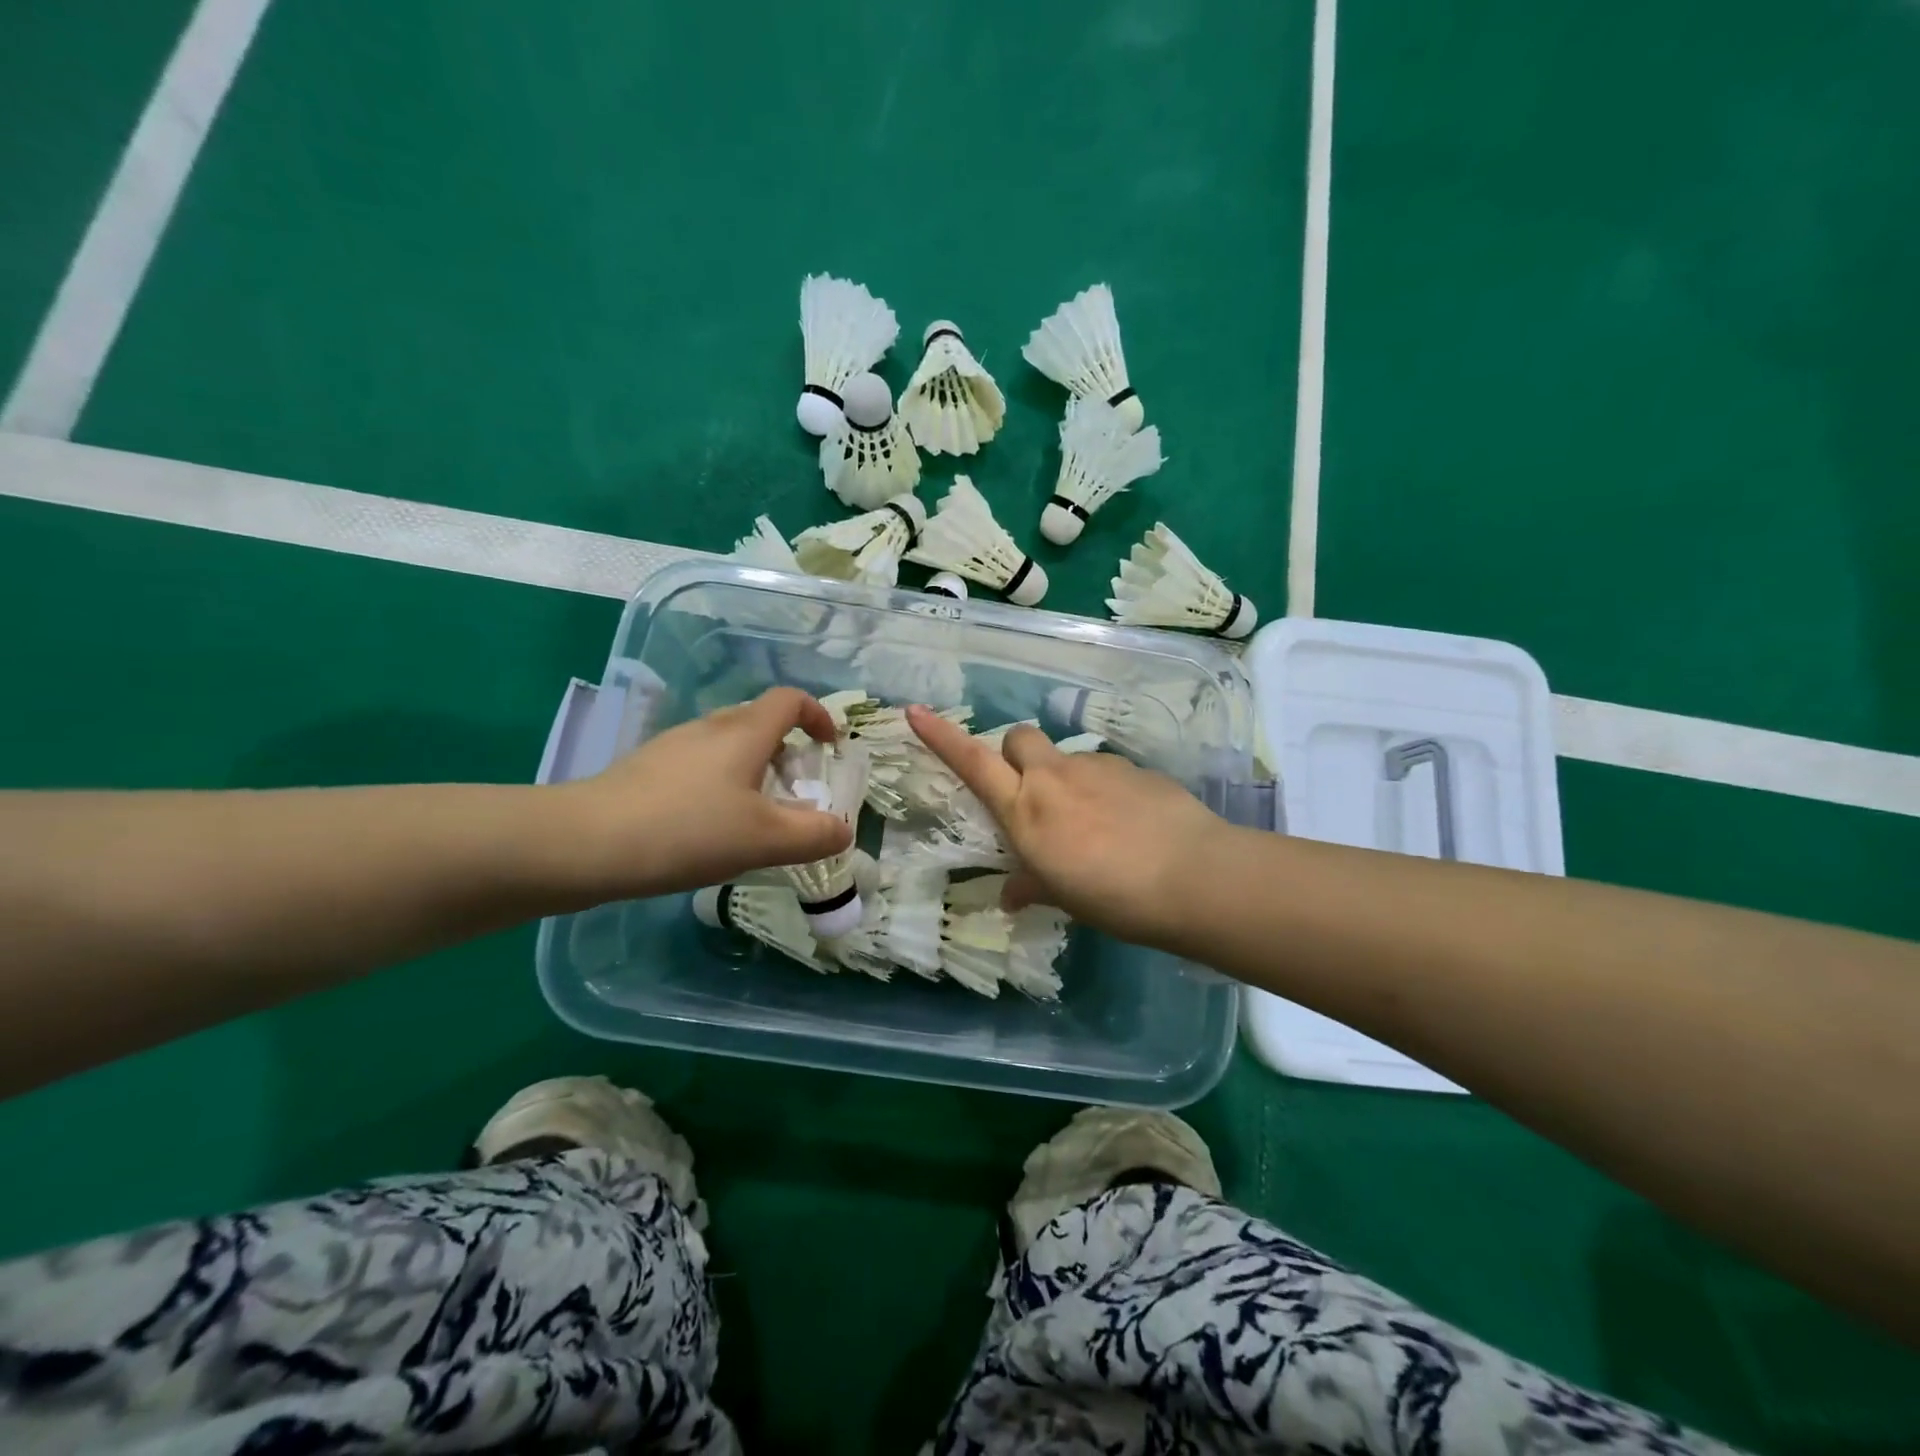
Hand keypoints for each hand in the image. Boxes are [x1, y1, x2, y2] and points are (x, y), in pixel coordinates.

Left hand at [558, 688, 852, 900]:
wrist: (582, 844)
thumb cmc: (686, 831)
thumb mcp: (764, 840)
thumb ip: (813, 835)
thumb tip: (842, 831)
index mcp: (744, 732)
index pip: (791, 700)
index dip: (818, 715)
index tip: (830, 747)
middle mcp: (709, 728)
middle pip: (759, 720)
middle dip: (787, 749)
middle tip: (796, 790)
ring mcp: (672, 747)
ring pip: (726, 745)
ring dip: (752, 769)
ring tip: (754, 816)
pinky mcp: (645, 770)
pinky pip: (698, 766)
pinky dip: (720, 785)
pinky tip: (708, 828)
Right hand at [907, 705, 1225, 945]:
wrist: (1192, 876)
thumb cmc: (1113, 896)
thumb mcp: (1064, 897)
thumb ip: (1032, 886)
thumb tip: (1010, 896)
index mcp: (1025, 809)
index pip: (972, 762)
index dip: (941, 736)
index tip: (915, 711)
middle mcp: (1054, 777)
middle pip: (1018, 737)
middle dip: (1015, 754)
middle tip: (1031, 792)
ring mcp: (1097, 767)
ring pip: (1065, 757)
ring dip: (1065, 778)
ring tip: (1093, 822)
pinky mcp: (1135, 767)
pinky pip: (1106, 770)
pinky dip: (1104, 788)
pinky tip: (1128, 821)